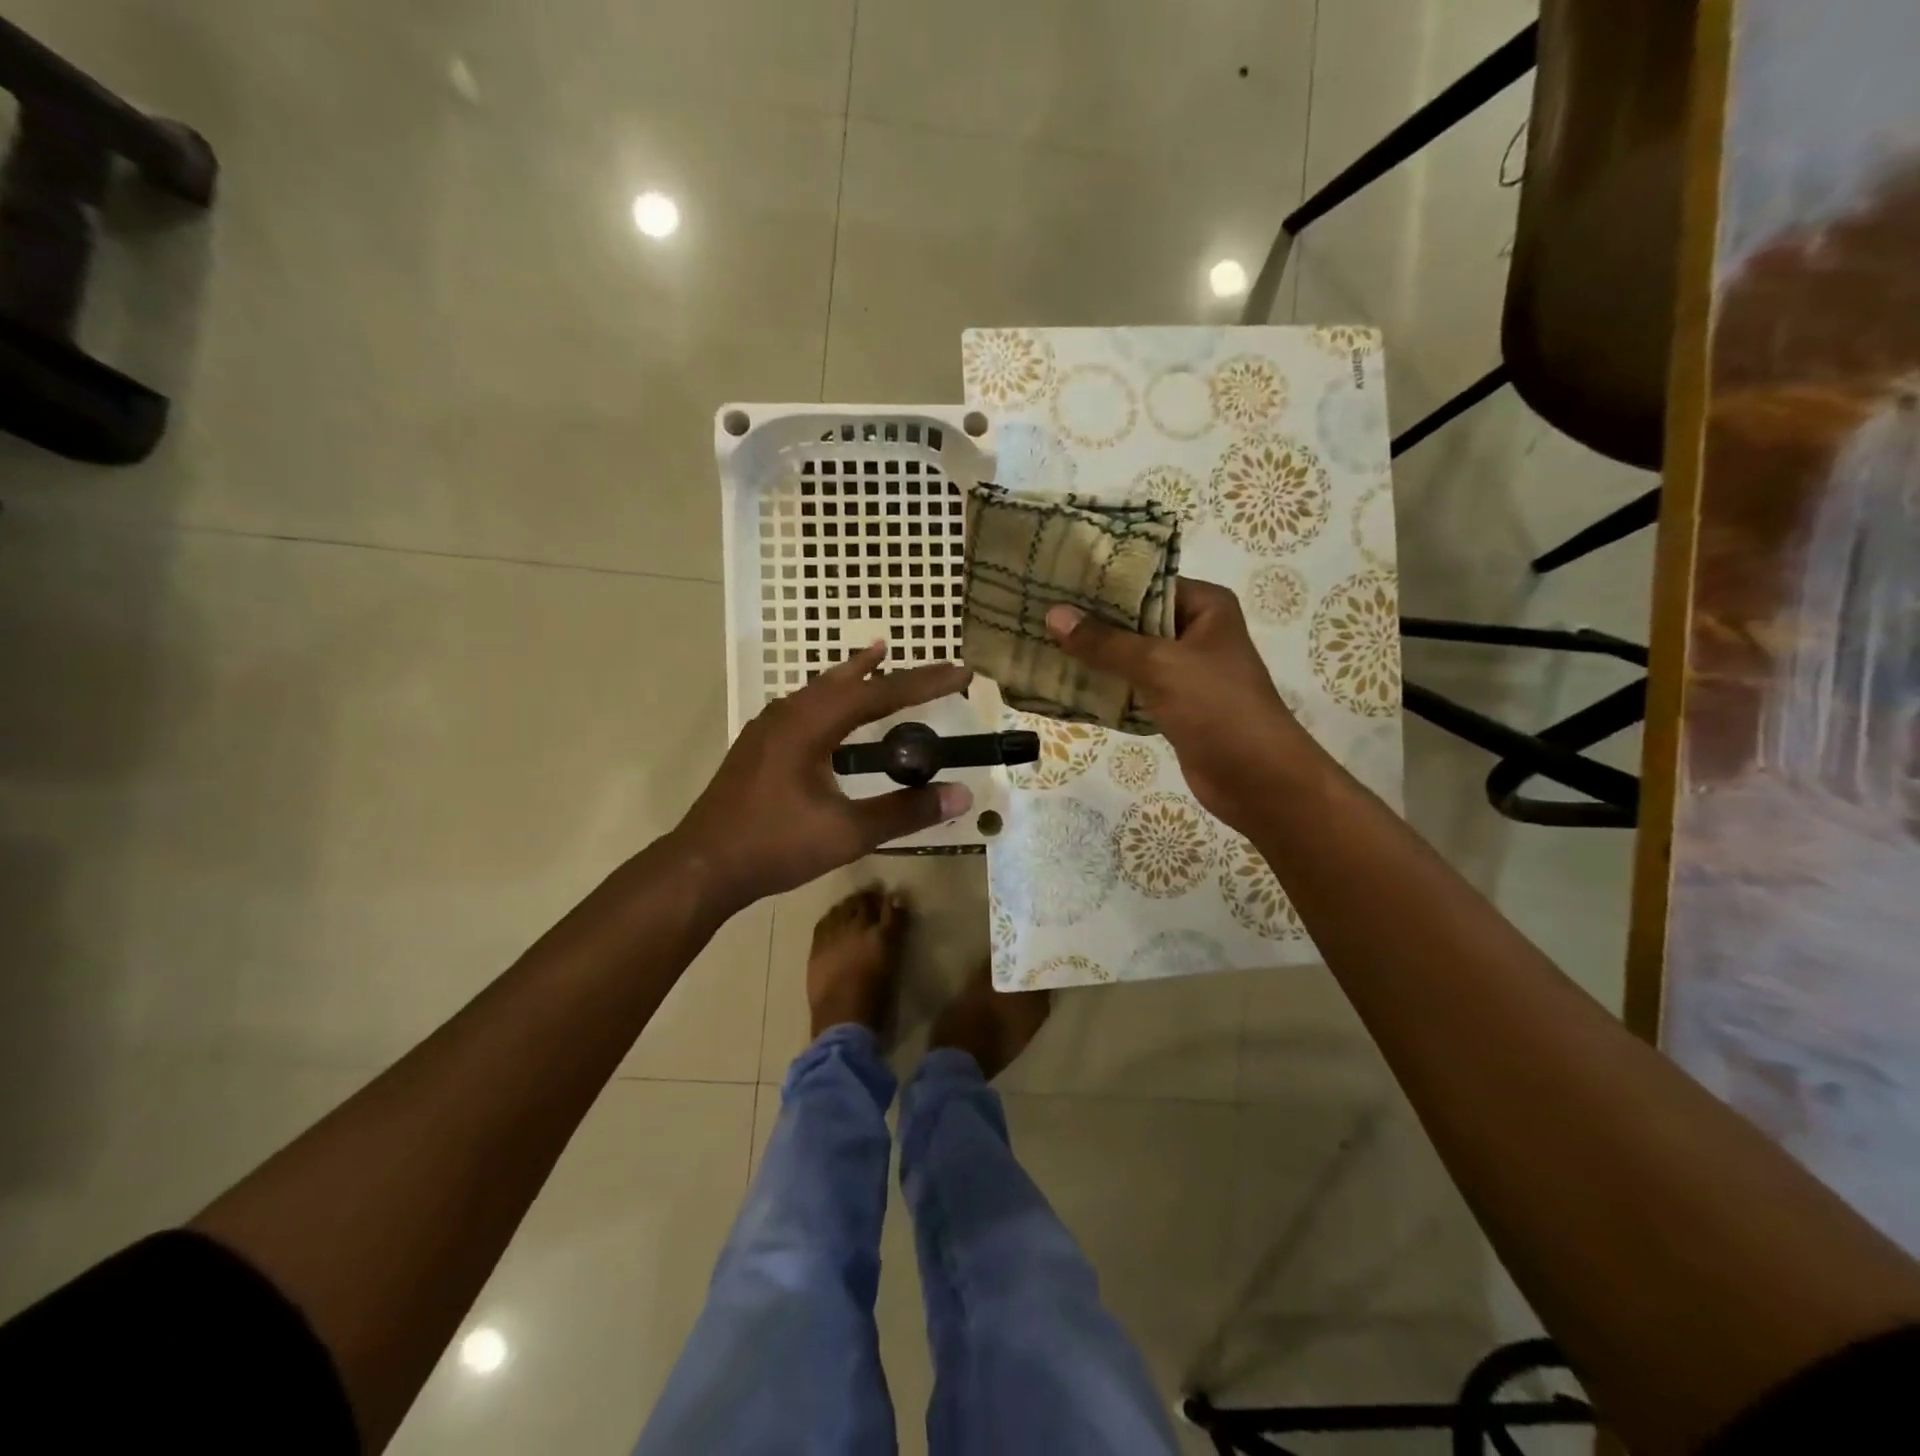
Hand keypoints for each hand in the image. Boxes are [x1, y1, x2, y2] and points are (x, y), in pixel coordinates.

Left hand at [673, 643, 974, 907]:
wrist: (702, 866)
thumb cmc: (774, 846)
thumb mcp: (847, 833)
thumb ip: (904, 812)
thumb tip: (962, 795)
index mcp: (810, 725)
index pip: (879, 694)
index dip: (924, 683)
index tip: (961, 672)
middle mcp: (789, 713)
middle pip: (850, 682)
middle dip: (895, 675)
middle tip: (934, 668)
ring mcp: (769, 727)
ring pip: (821, 689)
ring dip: (856, 675)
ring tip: (879, 655)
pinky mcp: (760, 744)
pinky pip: (806, 704)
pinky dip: (832, 695)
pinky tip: (833, 708)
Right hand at [1046, 580, 1309, 832]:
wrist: (1258, 780)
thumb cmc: (1218, 708)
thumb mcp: (1159, 666)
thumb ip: (1105, 642)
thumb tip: (1053, 614)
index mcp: (1205, 607)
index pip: (1146, 582)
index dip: (1101, 583)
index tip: (1054, 580)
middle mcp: (1195, 632)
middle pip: (1134, 619)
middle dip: (1090, 622)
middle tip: (1036, 613)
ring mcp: (1185, 671)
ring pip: (1129, 656)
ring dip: (1093, 657)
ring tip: (1040, 644)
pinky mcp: (1174, 705)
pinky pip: (1131, 688)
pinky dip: (1104, 687)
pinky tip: (1064, 684)